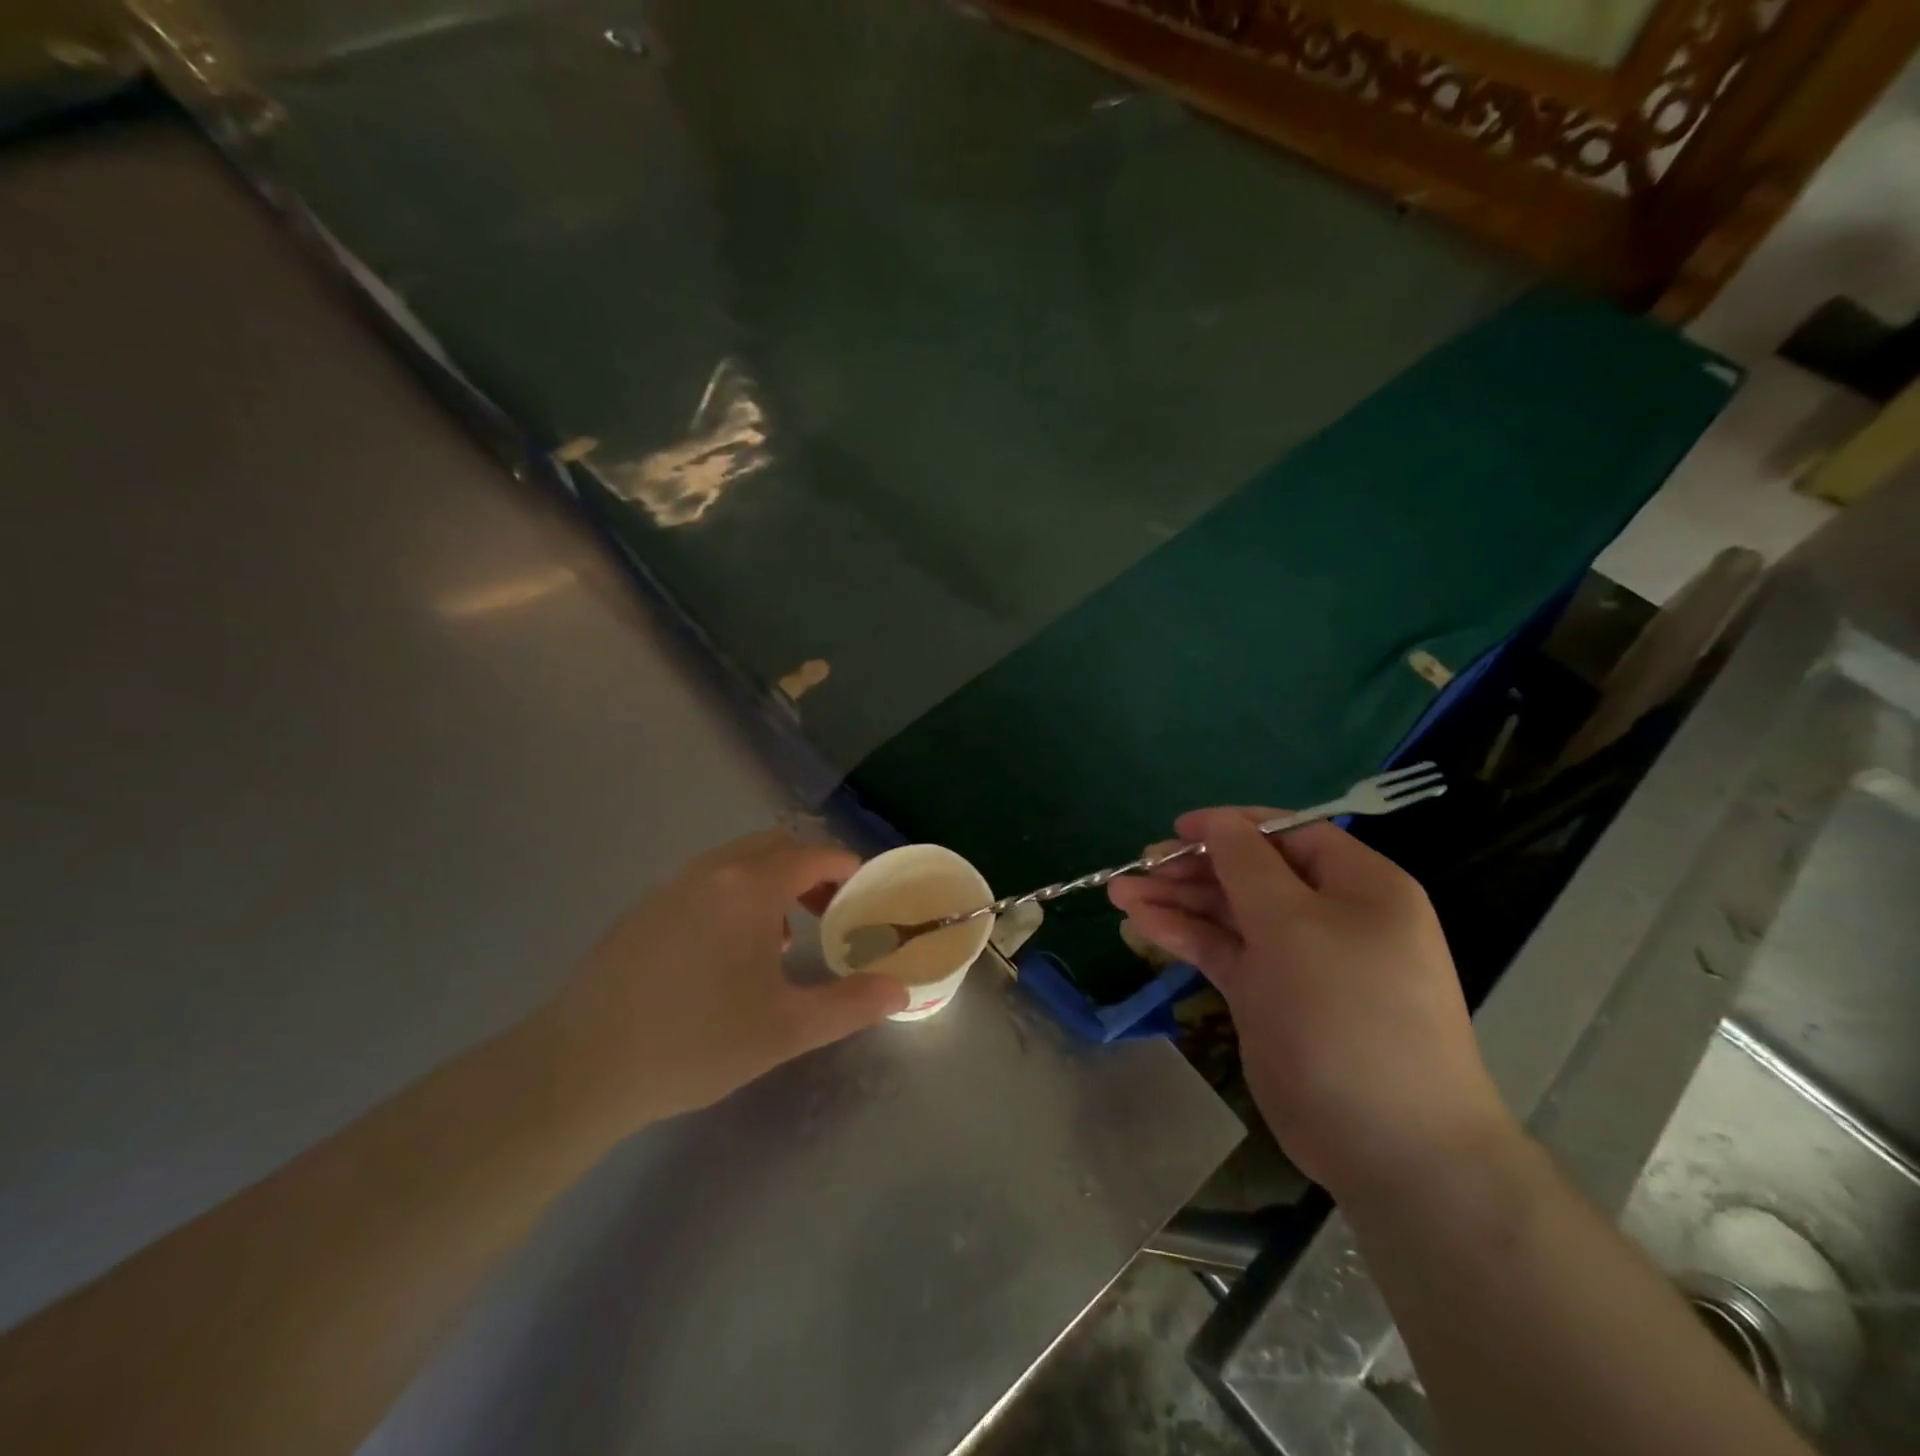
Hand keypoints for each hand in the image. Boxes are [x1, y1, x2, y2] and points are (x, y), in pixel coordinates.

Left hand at [541, 830, 907, 1132]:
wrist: (580, 1068)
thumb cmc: (696, 1041)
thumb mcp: (786, 1029)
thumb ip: (851, 1005)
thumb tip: (901, 992)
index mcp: (748, 887)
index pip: (812, 855)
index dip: (847, 868)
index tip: (866, 894)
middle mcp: (709, 872)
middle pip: (774, 847)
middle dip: (810, 870)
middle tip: (831, 911)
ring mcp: (669, 887)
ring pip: (735, 863)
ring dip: (770, 883)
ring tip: (783, 937)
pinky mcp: (642, 911)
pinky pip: (704, 883)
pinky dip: (734, 897)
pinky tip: (727, 954)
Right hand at [1108, 809, 1512, 1198]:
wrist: (1387, 1144)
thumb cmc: (1346, 1012)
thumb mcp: (1294, 924)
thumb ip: (1248, 864)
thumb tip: (1217, 821)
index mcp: (1359, 886)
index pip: (1289, 834)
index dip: (1232, 826)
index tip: (1178, 828)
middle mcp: (1330, 916)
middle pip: (1252, 873)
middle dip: (1194, 867)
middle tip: (1139, 865)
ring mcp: (1297, 960)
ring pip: (1229, 913)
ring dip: (1177, 900)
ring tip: (1121, 893)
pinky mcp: (1269, 996)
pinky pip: (1222, 951)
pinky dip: (1184, 935)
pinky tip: (1141, 924)